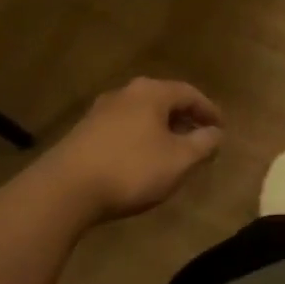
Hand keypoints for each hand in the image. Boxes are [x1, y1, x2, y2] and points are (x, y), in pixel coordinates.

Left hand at [46, 78, 223, 222]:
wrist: (63, 191)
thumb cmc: (131, 169)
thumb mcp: (178, 161)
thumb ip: (203, 144)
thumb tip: (216, 132)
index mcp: (152, 92)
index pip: (190, 93)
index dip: (209, 111)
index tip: (221, 128)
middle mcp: (127, 92)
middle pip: (164, 100)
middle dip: (184, 119)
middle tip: (199, 138)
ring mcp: (101, 110)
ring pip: (142, 114)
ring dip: (161, 129)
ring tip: (172, 151)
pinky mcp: (83, 132)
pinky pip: (123, 128)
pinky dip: (139, 138)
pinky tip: (141, 160)